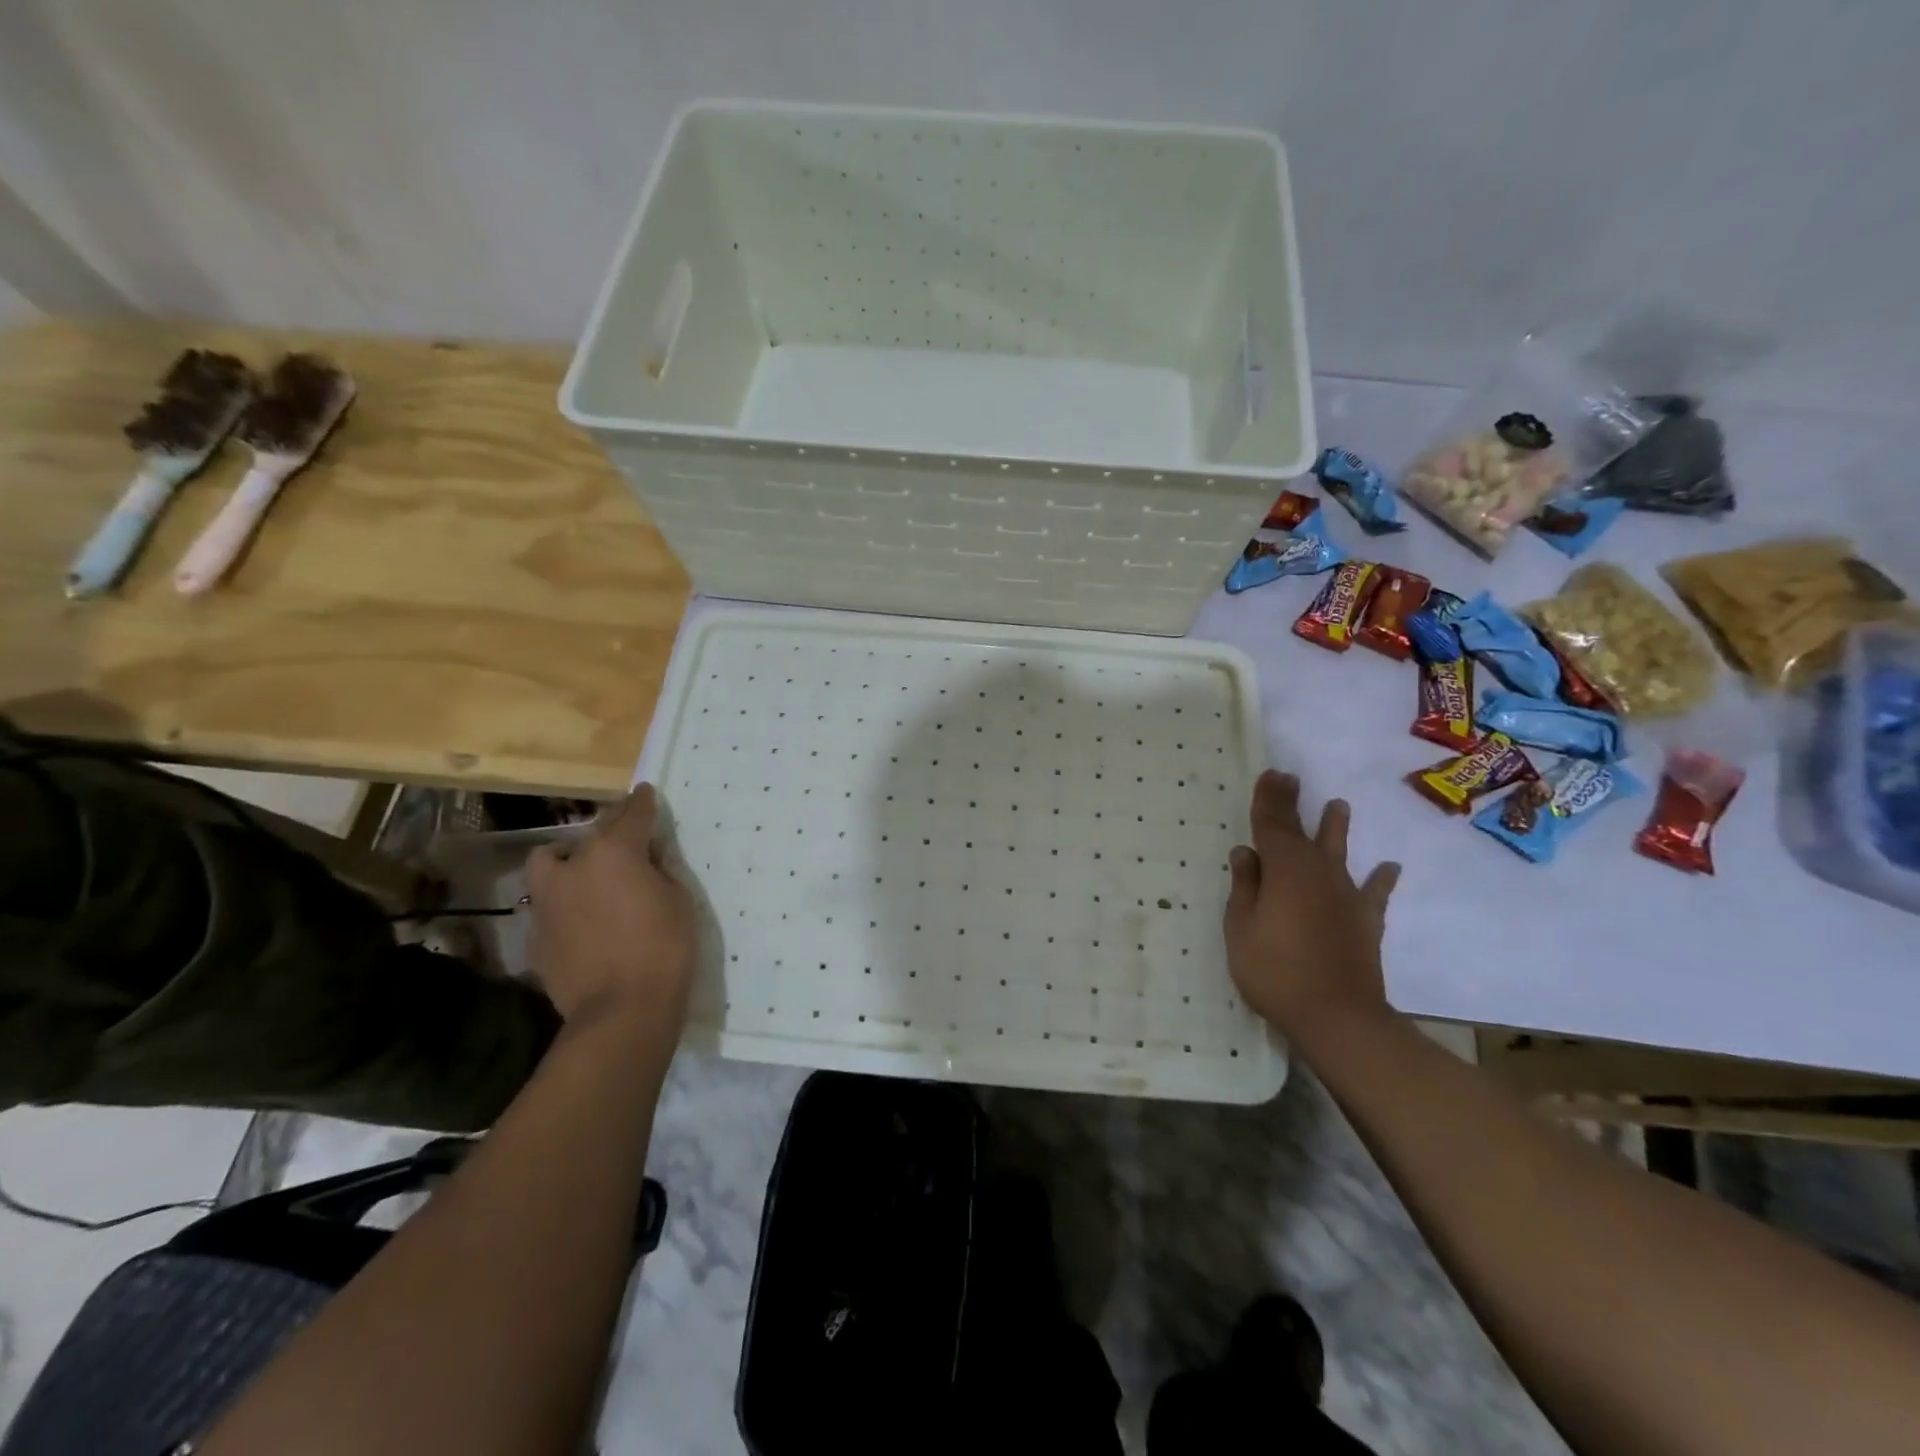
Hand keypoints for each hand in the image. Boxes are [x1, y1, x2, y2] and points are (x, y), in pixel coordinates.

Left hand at [526, 784, 698, 1039]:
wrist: (621, 1012)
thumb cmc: (664, 948)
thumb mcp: (679, 900)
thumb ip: (660, 870)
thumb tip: (648, 858)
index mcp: (612, 852)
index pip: (630, 814)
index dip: (641, 802)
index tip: (644, 792)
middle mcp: (572, 868)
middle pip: (583, 837)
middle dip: (603, 838)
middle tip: (622, 854)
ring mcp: (546, 904)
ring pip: (549, 868)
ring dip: (568, 869)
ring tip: (589, 886)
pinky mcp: (535, 938)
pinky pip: (548, 909)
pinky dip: (564, 909)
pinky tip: (583, 928)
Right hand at [1223, 770, 1400, 1036]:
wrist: (1338, 1017)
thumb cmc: (1275, 971)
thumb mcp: (1241, 928)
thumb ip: (1245, 887)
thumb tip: (1247, 853)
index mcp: (1283, 869)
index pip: (1272, 825)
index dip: (1268, 799)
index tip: (1269, 774)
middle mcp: (1317, 873)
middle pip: (1303, 831)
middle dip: (1293, 804)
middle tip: (1289, 778)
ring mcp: (1346, 896)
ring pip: (1339, 853)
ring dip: (1336, 828)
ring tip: (1339, 806)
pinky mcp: (1366, 921)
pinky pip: (1374, 893)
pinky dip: (1382, 879)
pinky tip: (1390, 867)